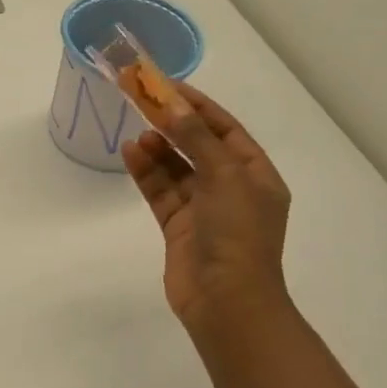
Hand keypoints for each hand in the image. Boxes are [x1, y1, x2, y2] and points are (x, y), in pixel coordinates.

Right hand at [121, 84, 292, 349]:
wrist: (227, 302)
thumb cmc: (237, 234)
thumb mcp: (224, 177)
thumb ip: (197, 139)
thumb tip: (174, 106)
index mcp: (256, 175)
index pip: (226, 130)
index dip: (198, 106)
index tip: (168, 85)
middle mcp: (231, 189)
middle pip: (199, 146)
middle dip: (173, 124)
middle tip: (142, 100)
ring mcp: (204, 209)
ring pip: (176, 168)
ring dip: (158, 148)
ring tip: (137, 132)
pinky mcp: (179, 227)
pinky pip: (161, 191)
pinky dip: (146, 172)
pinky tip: (130, 153)